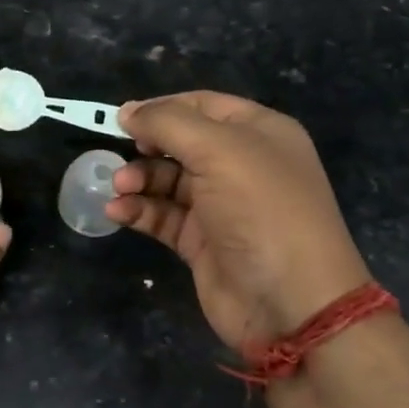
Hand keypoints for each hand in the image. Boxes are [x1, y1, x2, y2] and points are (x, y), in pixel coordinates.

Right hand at [106, 92, 369, 349]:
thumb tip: (127, 111)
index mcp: (258, 132)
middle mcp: (241, 164)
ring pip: (167, 180)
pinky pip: (163, 216)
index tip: (122, 119)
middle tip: (118, 157)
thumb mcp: (218, 151)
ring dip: (138, 180)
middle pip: (181, 143)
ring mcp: (221, 205)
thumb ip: (168, 124)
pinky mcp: (202, 241)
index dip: (162, 108)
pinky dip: (140, 211)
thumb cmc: (261, 210)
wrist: (291, 302)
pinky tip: (118, 213)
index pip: (202, 105)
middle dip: (146, 148)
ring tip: (118, 188)